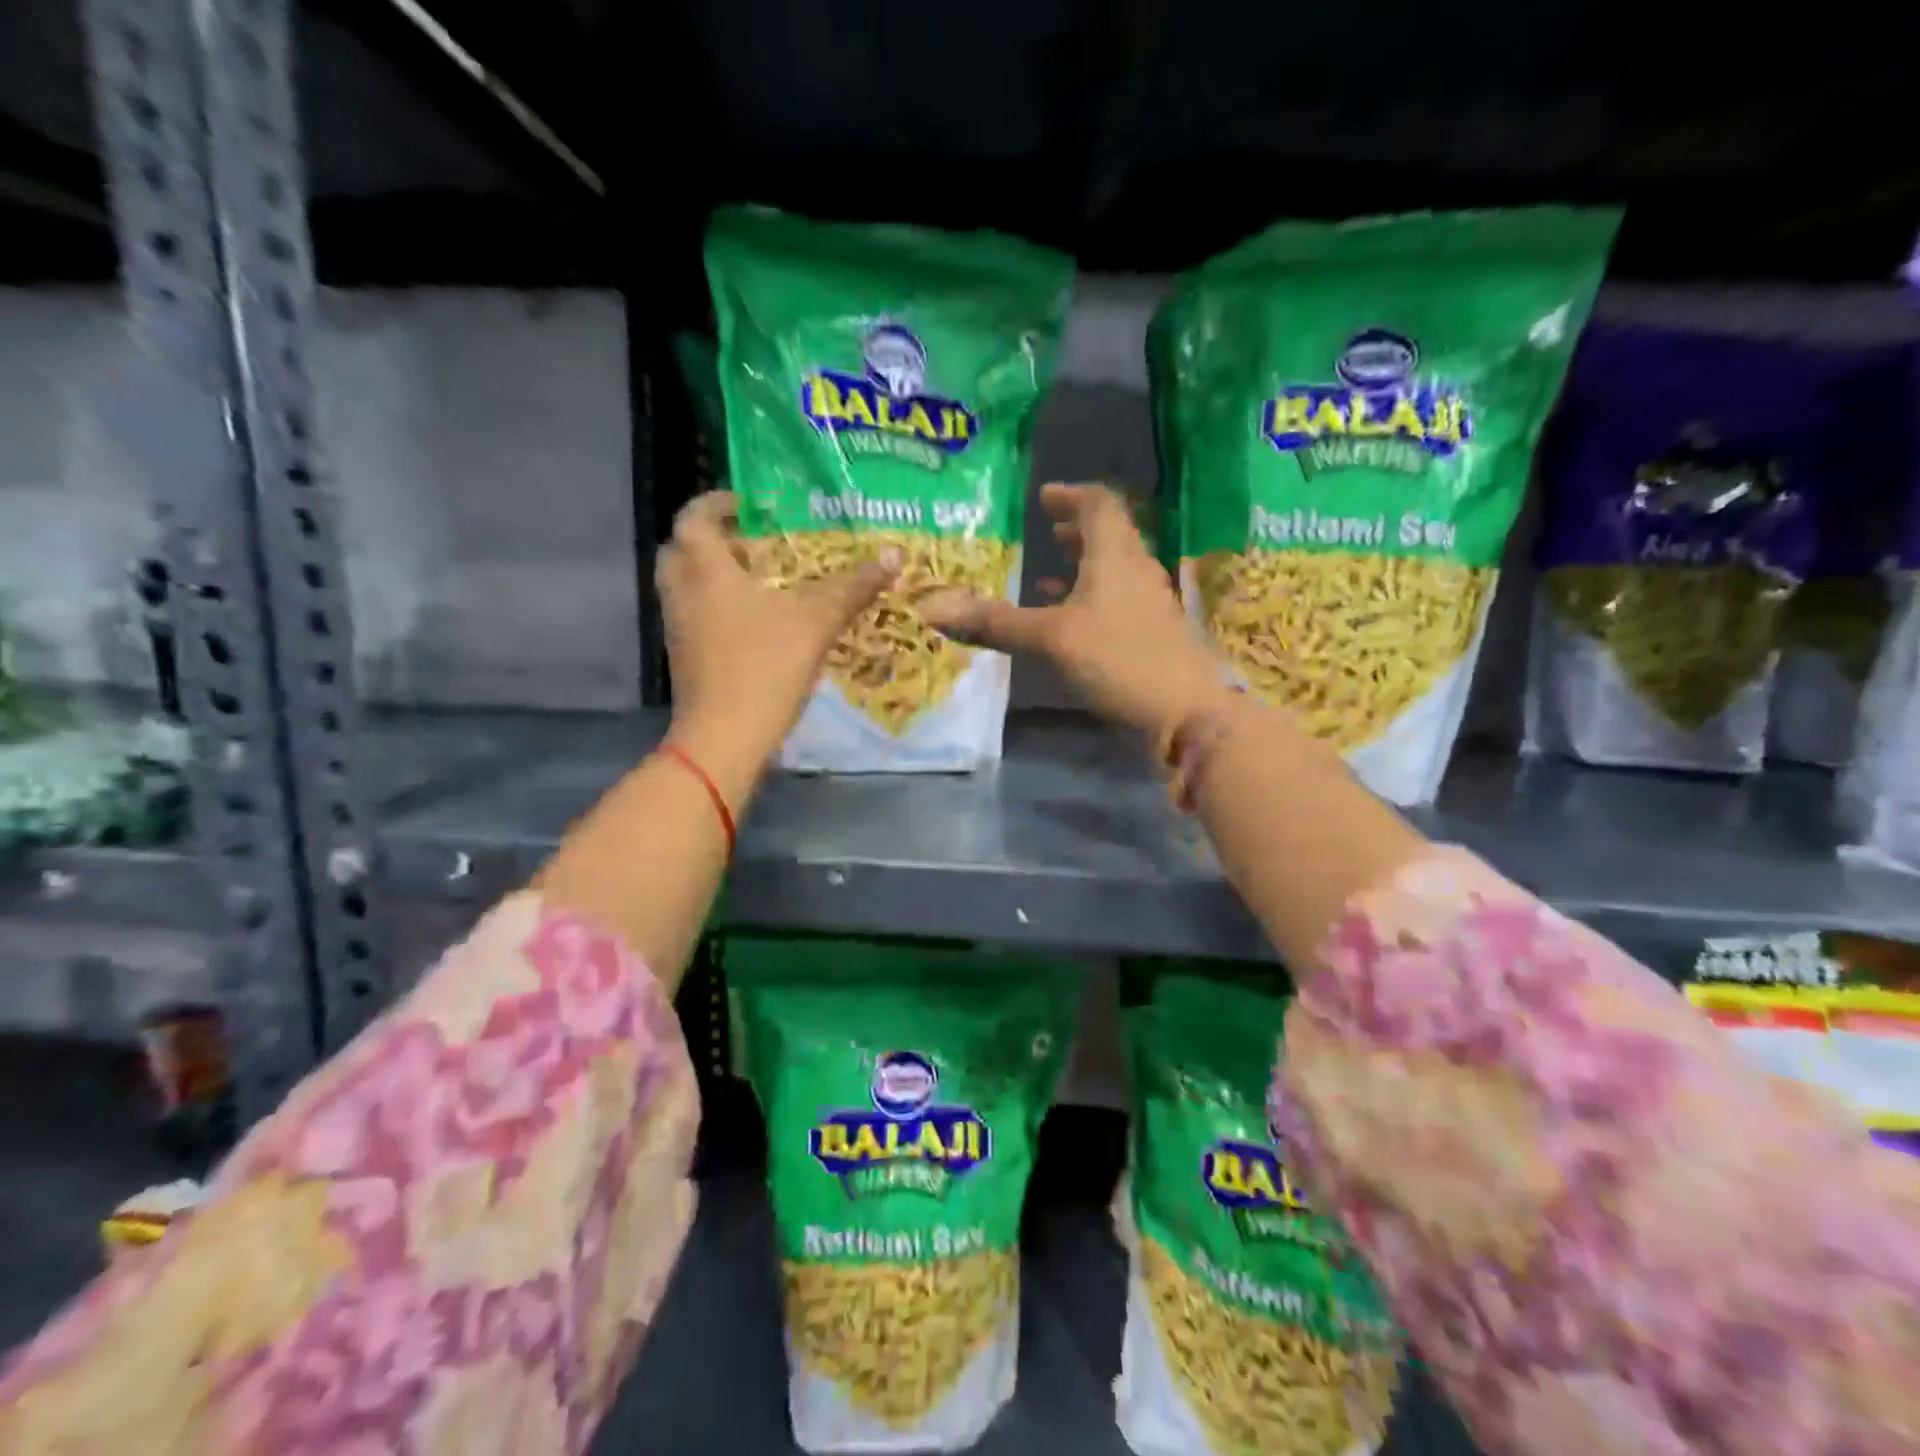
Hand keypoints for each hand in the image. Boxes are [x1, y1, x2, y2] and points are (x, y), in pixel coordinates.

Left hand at [658, 490, 898, 775]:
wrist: (724, 737)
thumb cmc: (764, 666)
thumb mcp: (816, 622)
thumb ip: (852, 588)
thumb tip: (892, 555)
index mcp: (706, 570)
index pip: (694, 517)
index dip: (717, 503)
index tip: (749, 504)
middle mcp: (683, 592)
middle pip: (682, 550)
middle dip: (714, 541)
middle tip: (754, 545)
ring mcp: (679, 629)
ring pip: (687, 586)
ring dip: (715, 576)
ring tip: (761, 583)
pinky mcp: (684, 659)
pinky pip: (695, 617)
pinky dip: (717, 609)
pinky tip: (757, 625)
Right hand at [919, 483, 1231, 742]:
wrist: (1184, 712)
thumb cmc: (1118, 660)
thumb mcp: (1050, 639)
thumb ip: (996, 623)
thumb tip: (935, 611)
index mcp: (1115, 555)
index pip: (1099, 504)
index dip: (1071, 495)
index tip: (1045, 497)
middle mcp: (1136, 569)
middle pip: (1110, 534)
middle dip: (1077, 527)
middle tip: (1048, 526)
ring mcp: (1148, 602)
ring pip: (1115, 568)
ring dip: (1085, 562)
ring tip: (1050, 569)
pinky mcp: (1150, 632)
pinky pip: (1117, 599)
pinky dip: (1091, 596)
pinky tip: (1069, 619)